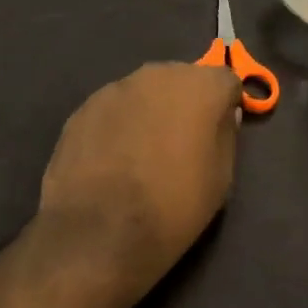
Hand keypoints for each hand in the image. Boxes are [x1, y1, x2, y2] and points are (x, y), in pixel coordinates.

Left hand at [35, 62, 243, 307]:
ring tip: (143, 153)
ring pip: (143, 93)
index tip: (220, 131)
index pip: (225, 80)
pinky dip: (118, 126)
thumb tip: (223, 117)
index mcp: (199, 86)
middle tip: (182, 142)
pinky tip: (113, 160)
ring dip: (149, 112)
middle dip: (186, 102)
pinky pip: (112, 111)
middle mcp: (157, 75)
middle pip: (181, 79)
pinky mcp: (83, 109)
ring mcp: (114, 89)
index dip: (225, 104)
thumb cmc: (174, 206)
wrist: (100, 232)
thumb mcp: (220, 179)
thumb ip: (225, 136)